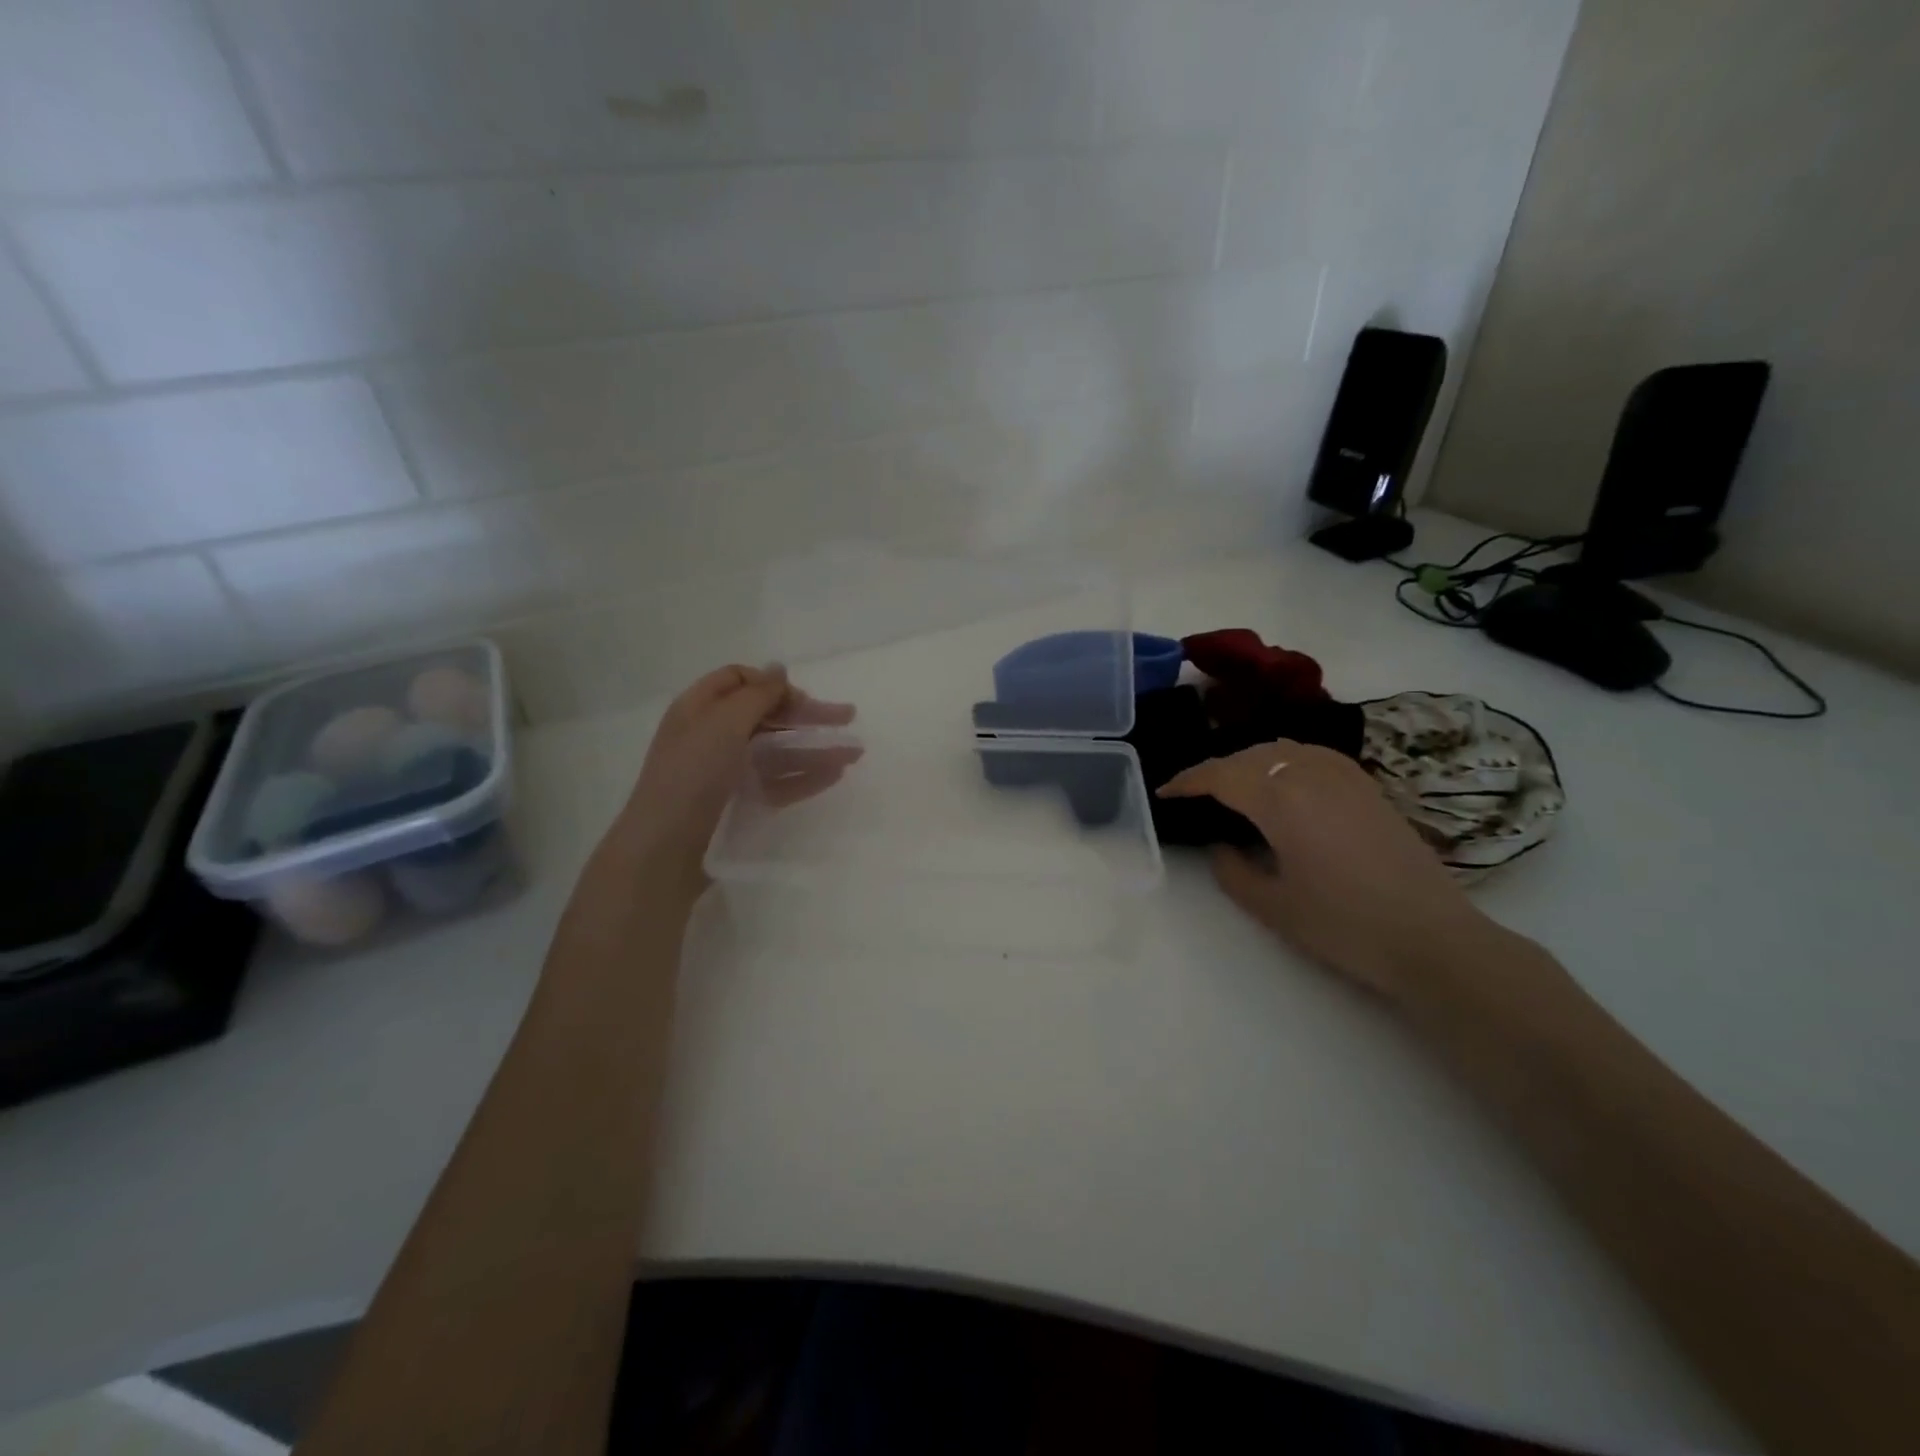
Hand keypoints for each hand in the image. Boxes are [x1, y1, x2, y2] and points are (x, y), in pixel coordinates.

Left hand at [613, 664, 858, 891]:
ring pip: (778, 750)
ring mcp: (727, 771)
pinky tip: (834, 774)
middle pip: (766, 715)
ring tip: (854, 753)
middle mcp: (713, 735)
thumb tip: (779, 668)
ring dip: (815, 746)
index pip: (740, 681)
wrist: (666, 849)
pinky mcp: (739, 802)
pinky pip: (778, 781)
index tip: (802, 698)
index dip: (772, 684)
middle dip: (807, 714)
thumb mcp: (723, 724)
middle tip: (849, 717)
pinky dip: (805, 775)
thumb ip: (757, 694)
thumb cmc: (692, 776)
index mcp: (700, 708)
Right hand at [1158, 741, 1487, 1000]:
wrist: (1433, 939)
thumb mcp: (1273, 906)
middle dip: (1215, 770)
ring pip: (1283, 749)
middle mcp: (1310, 775)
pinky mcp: (1368, 787)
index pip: (1221, 776)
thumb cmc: (1345, 926)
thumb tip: (1220, 846)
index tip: (1165, 793)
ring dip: (1250, 761)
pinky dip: (1285, 758)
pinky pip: (1313, 754)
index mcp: (1281, 801)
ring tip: (1233, 784)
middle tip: (1194, 793)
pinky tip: (1284, 779)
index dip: (1187, 781)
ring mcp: (1344, 777)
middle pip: (1250, 756)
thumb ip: (1232, 870)